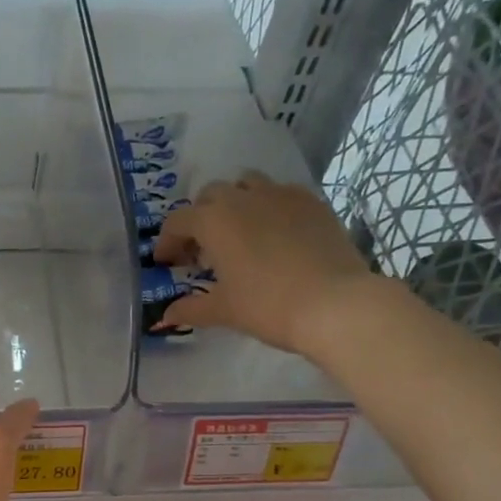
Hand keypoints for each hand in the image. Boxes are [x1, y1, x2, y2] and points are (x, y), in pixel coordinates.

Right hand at [152, 173, 379, 359]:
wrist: (334, 304)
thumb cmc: (267, 306)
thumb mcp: (223, 310)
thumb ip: (190, 308)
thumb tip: (165, 315)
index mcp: (214, 221)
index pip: (178, 221)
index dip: (167, 242)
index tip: (166, 263)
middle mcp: (243, 198)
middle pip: (210, 195)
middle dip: (200, 218)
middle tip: (202, 250)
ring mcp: (282, 195)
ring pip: (247, 184)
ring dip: (235, 202)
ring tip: (239, 233)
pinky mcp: (313, 202)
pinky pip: (281, 193)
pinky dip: (269, 207)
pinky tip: (275, 234)